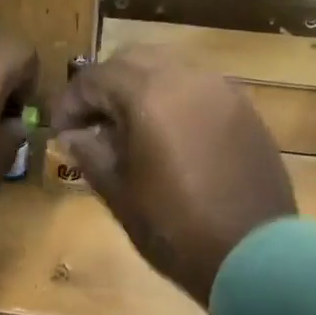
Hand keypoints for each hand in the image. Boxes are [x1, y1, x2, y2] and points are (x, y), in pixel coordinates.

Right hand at [48, 48, 295, 305]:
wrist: (253, 255)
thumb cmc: (174, 227)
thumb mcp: (120, 193)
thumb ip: (91, 153)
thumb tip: (74, 135)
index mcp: (149, 95)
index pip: (95, 77)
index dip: (71, 102)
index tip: (61, 132)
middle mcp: (186, 78)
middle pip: (132, 60)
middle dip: (106, 86)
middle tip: (93, 122)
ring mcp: (221, 90)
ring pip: (169, 67)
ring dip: (141, 87)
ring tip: (130, 127)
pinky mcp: (244, 108)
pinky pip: (198, 86)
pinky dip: (174, 97)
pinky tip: (169, 134)